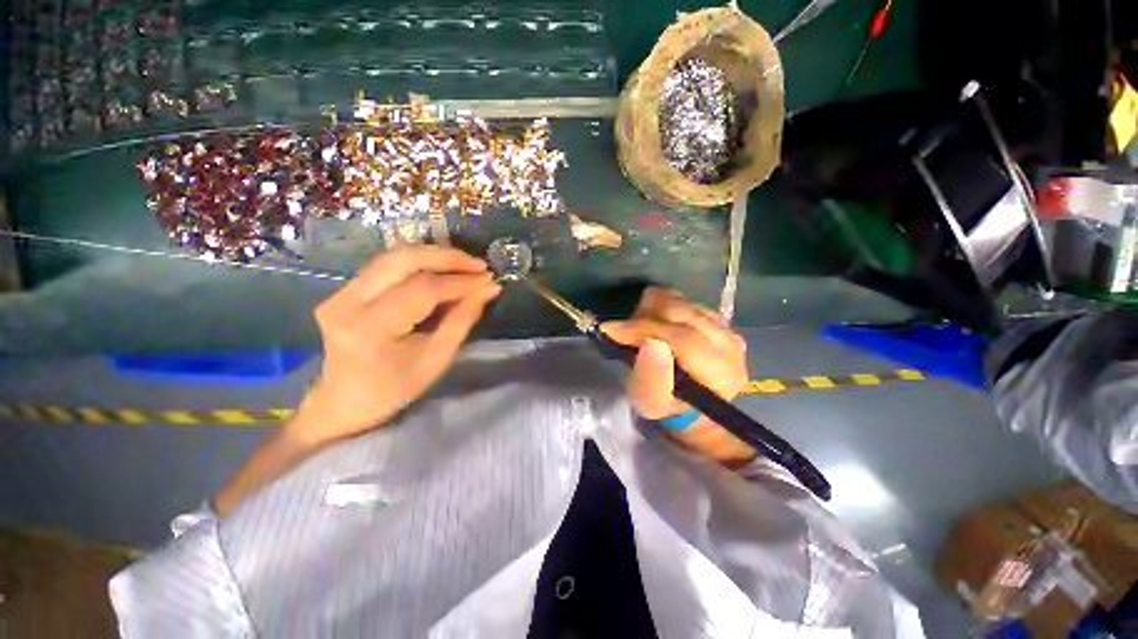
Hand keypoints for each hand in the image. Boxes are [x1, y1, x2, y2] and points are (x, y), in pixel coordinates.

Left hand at [290, 245, 500, 446]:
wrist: (346, 402)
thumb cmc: (396, 388)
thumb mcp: (437, 358)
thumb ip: (463, 319)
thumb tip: (489, 289)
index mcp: (370, 328)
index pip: (422, 290)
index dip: (460, 282)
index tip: (489, 280)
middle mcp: (347, 302)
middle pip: (402, 260)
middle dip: (446, 257)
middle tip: (479, 265)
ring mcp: (341, 292)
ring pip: (394, 256)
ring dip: (434, 256)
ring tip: (466, 264)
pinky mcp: (344, 290)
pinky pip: (387, 266)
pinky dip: (420, 263)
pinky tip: (442, 269)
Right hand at [602, 288, 753, 464]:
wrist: (693, 407)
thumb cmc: (669, 409)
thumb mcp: (652, 404)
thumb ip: (651, 378)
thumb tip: (651, 343)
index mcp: (719, 371)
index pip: (681, 337)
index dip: (643, 329)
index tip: (611, 329)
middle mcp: (730, 344)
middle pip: (681, 312)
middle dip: (645, 317)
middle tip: (625, 331)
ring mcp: (727, 328)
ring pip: (681, 302)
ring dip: (653, 311)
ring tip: (640, 329)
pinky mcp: (719, 320)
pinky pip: (684, 301)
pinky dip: (663, 309)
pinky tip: (657, 326)